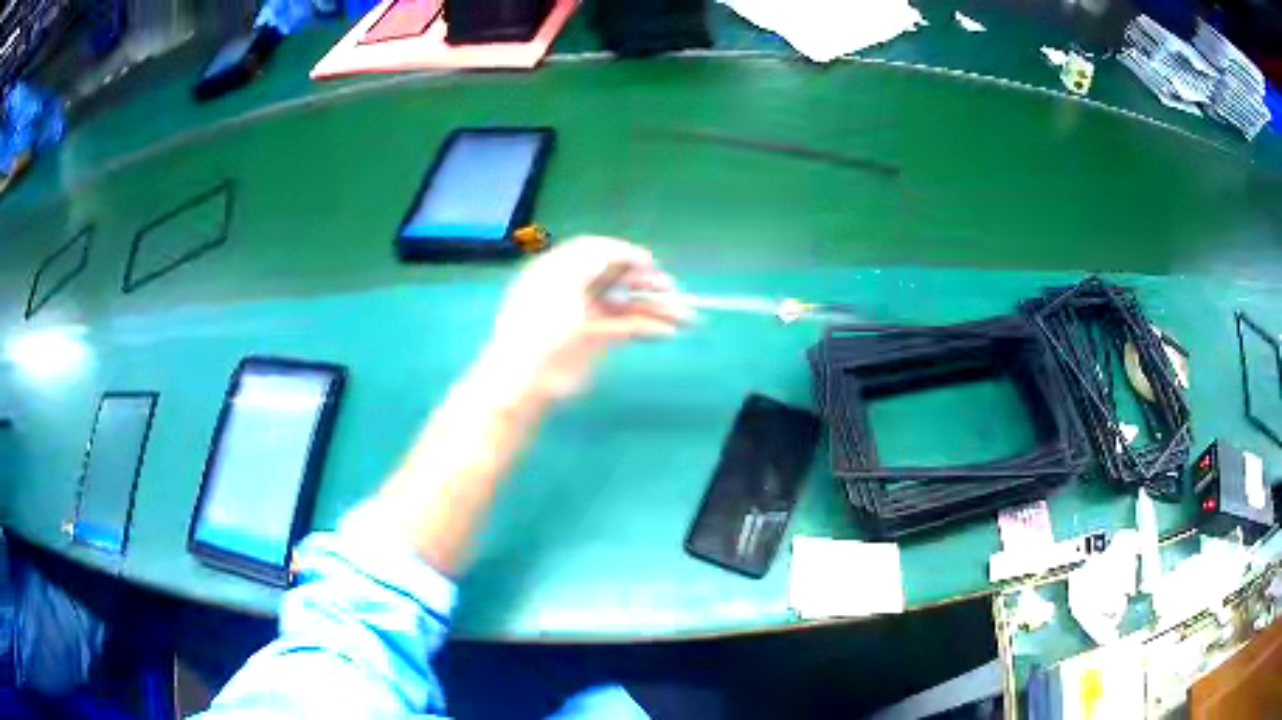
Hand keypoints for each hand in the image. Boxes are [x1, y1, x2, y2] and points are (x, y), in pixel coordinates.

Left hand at [478, 236, 689, 404]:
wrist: (525, 379)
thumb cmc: (538, 326)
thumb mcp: (561, 284)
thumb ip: (590, 262)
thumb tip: (614, 251)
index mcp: (558, 271)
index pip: (595, 252)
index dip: (623, 254)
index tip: (649, 262)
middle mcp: (574, 289)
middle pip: (616, 277)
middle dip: (645, 280)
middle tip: (669, 287)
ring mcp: (586, 316)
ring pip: (626, 304)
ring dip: (655, 306)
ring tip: (684, 315)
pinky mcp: (595, 341)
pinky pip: (627, 327)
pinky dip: (647, 327)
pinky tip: (668, 331)